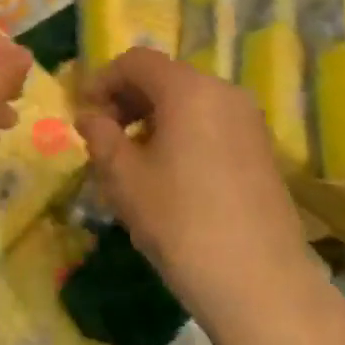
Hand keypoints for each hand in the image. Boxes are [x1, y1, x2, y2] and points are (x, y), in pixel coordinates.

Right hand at [76, 48, 311, 312]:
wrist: (260, 283)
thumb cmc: (181, 222)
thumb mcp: (124, 179)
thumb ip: (101, 137)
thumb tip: (90, 117)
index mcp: (189, 89)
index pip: (137, 61)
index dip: (102, 80)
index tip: (83, 113)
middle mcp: (224, 91)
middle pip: (165, 77)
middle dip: (127, 99)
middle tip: (103, 136)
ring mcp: (248, 120)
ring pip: (189, 101)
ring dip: (153, 117)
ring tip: (132, 158)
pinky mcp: (261, 148)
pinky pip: (211, 122)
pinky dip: (182, 132)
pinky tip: (169, 173)